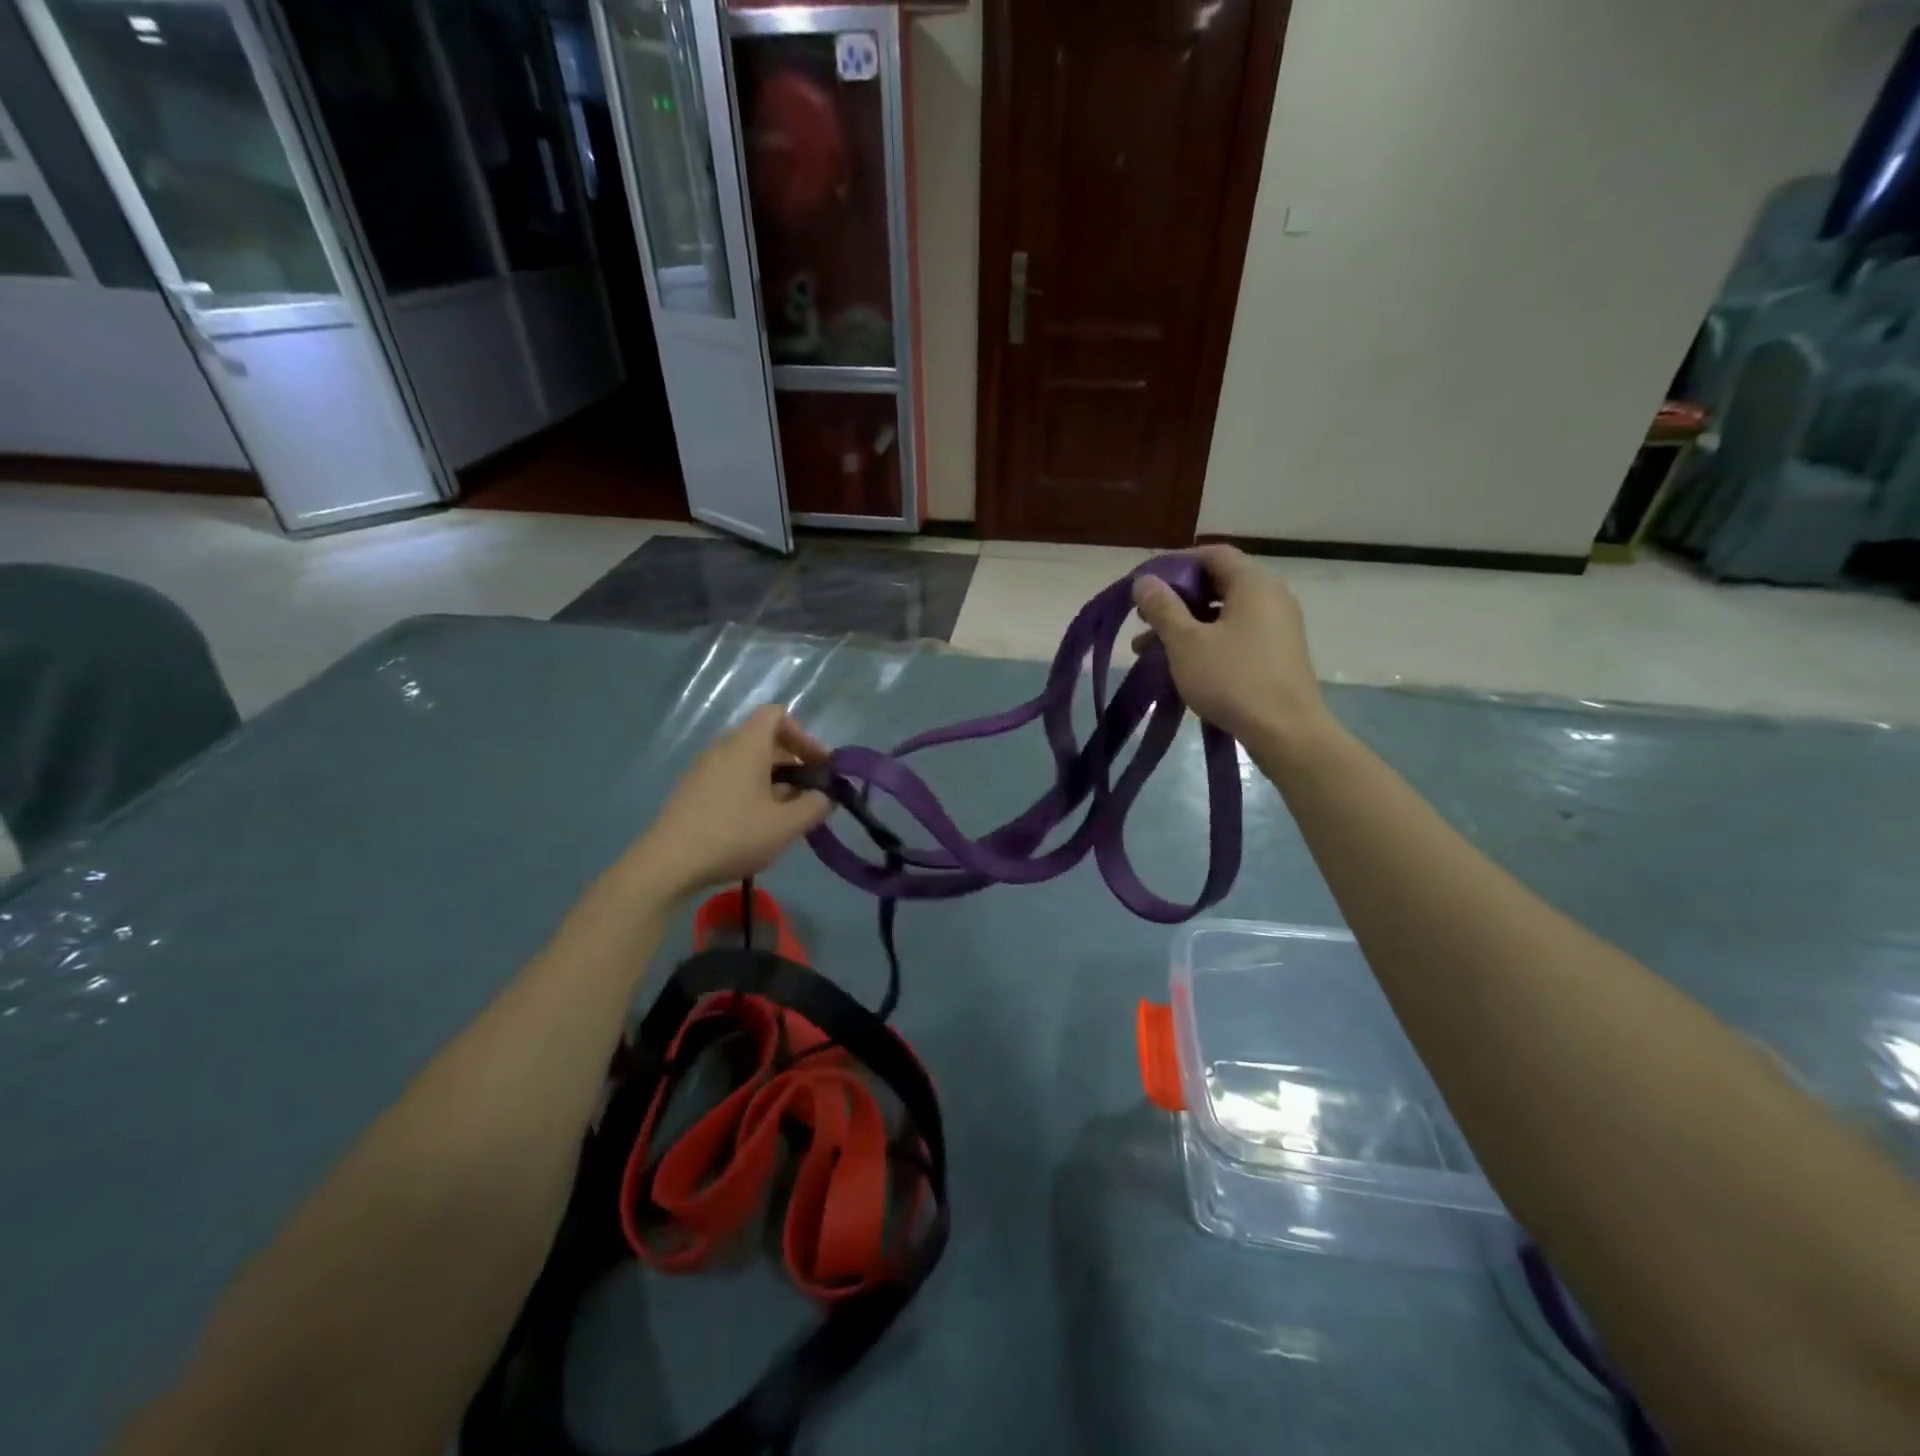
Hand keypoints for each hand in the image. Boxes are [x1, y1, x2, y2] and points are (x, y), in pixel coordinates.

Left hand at [630, 705, 832, 898]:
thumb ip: (815, 806)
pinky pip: (729, 778)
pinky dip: (750, 791)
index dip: (803, 735)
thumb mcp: (785, 825)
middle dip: (793, 763)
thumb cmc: (733, 835)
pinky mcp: (691, 791)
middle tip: (810, 795)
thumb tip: (826, 796)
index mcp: (746, 746)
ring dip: (773, 781)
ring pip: (747, 762)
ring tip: (786, 815)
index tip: (818, 766)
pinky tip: (756, 825)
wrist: (668, 864)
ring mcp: (703, 769)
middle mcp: (723, 748)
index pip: (776, 714)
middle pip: (764, 740)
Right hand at [1131, 545, 1329, 745]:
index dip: (1175, 563)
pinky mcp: (1277, 653)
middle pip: (1217, 583)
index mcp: (1253, 583)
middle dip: (1176, 599)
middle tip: (1143, 619)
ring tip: (1149, 649)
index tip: (1145, 584)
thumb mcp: (1186, 642)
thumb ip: (1163, 607)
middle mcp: (1271, 596)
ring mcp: (1278, 626)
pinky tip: (1180, 664)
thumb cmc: (1233, 679)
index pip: (1212, 554)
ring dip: (1186, 625)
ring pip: (1223, 613)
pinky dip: (1206, 641)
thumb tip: (1145, 581)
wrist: (1286, 732)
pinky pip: (1236, 634)